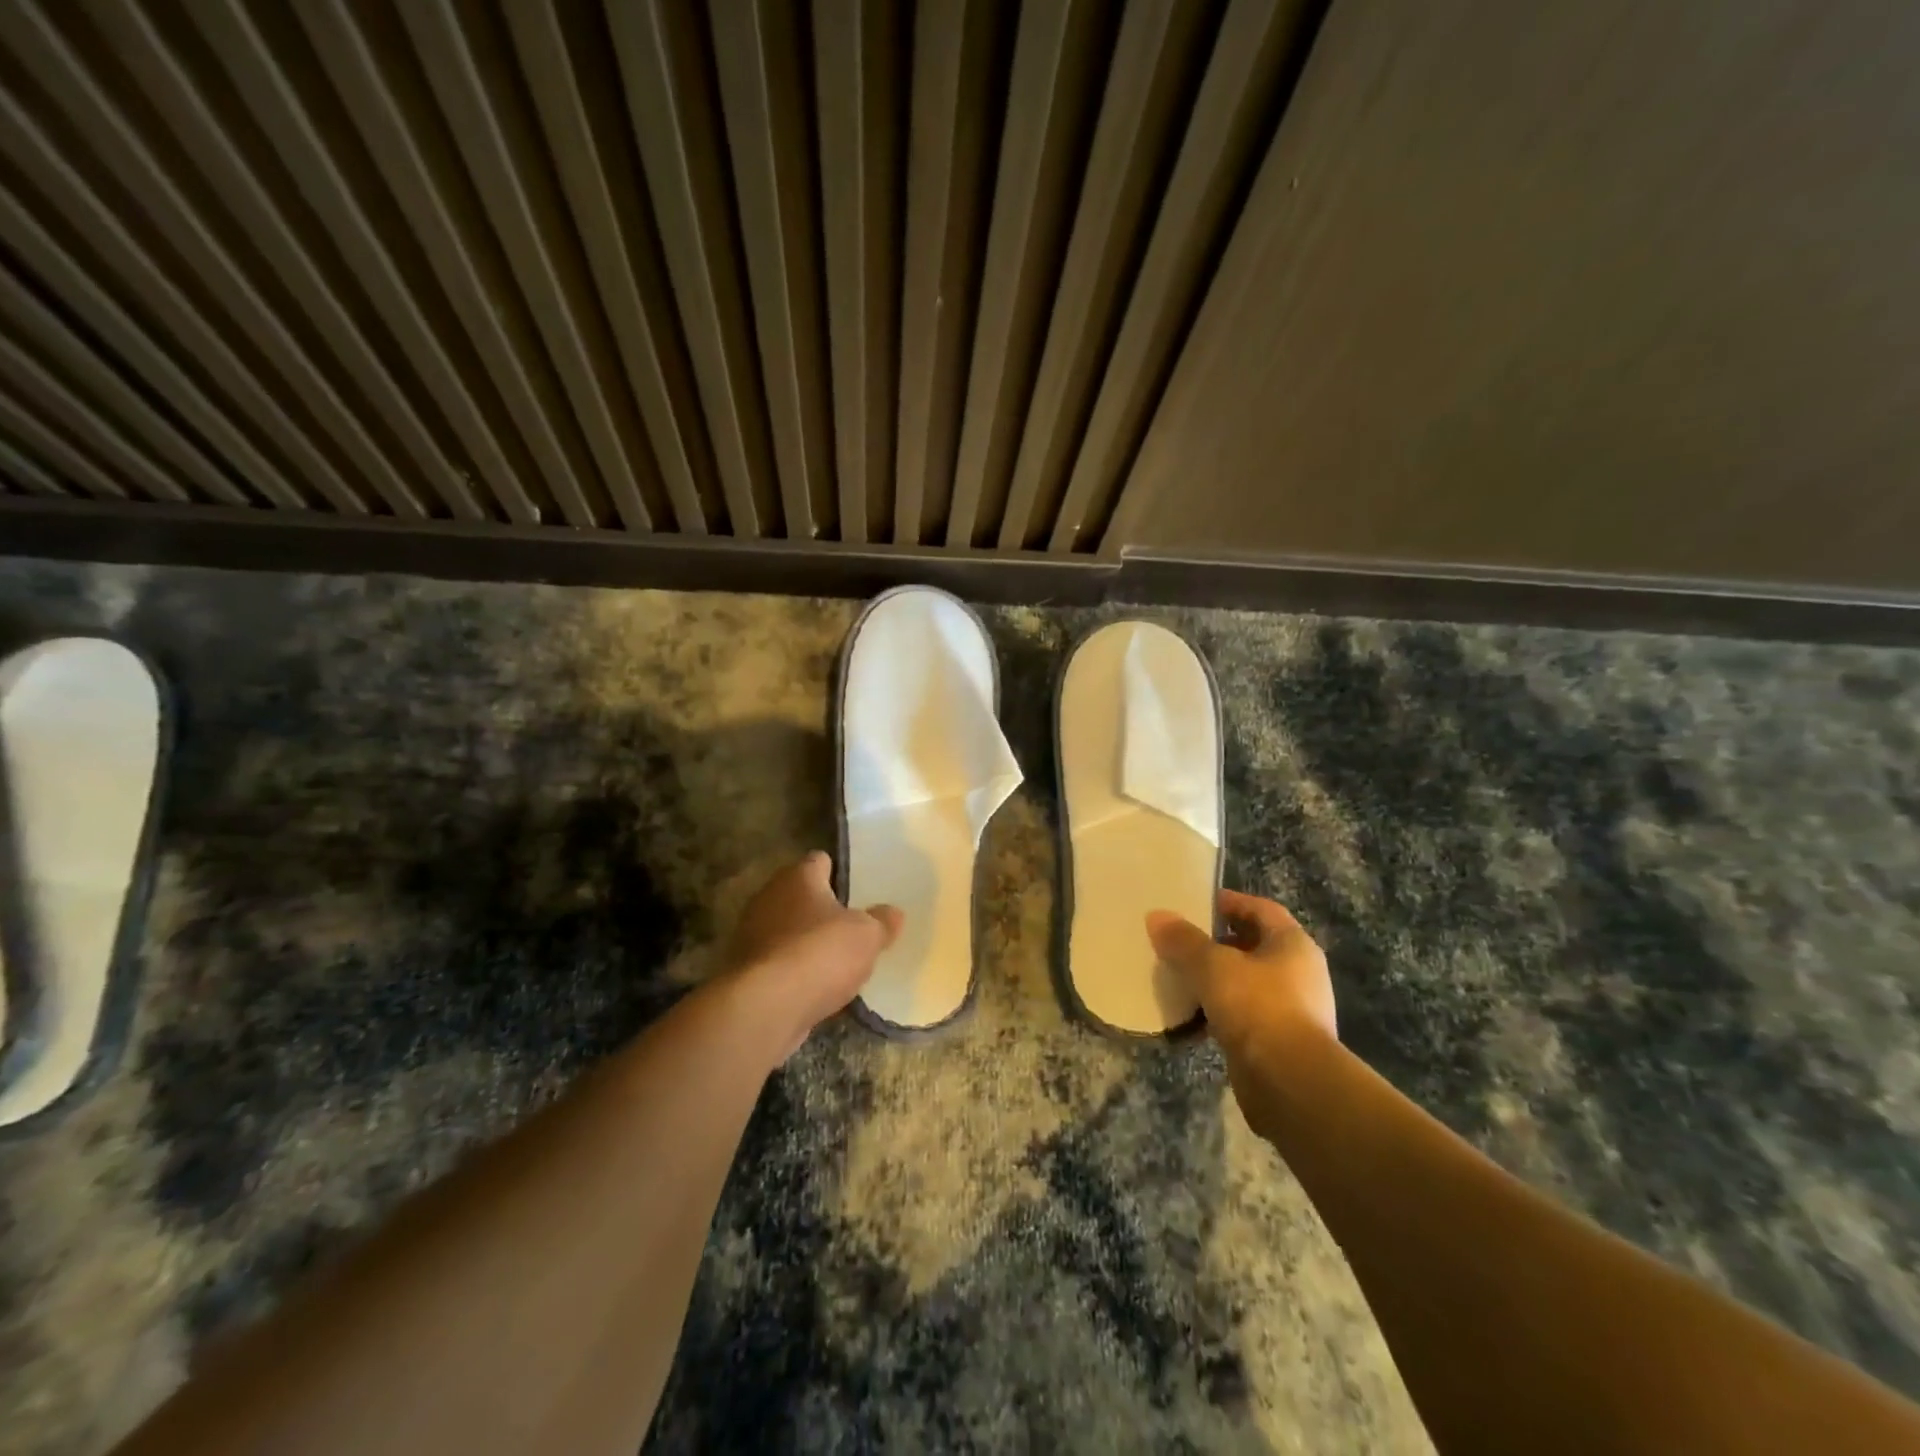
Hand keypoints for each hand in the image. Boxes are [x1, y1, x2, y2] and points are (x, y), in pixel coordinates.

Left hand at [723, 852, 901, 1062]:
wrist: (766, 1007)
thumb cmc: (820, 953)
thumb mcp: (867, 935)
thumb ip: (882, 921)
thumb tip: (893, 912)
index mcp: (798, 877)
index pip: (819, 861)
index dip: (838, 872)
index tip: (857, 889)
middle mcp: (769, 897)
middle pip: (800, 895)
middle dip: (821, 909)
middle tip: (851, 926)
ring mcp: (752, 934)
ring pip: (787, 930)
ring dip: (806, 941)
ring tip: (835, 960)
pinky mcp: (745, 970)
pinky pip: (778, 962)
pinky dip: (793, 970)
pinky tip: (815, 986)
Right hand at [1146, 890, 1335, 1077]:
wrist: (1291, 1083)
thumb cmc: (1258, 1008)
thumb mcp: (1213, 966)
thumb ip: (1183, 940)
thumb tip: (1156, 917)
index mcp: (1293, 945)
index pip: (1261, 909)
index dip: (1230, 902)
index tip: (1195, 903)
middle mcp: (1298, 973)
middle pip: (1253, 946)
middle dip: (1216, 942)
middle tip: (1180, 940)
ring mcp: (1291, 1010)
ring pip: (1246, 982)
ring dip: (1215, 979)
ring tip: (1178, 975)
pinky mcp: (1277, 1042)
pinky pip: (1242, 1015)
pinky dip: (1218, 1012)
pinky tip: (1190, 1015)